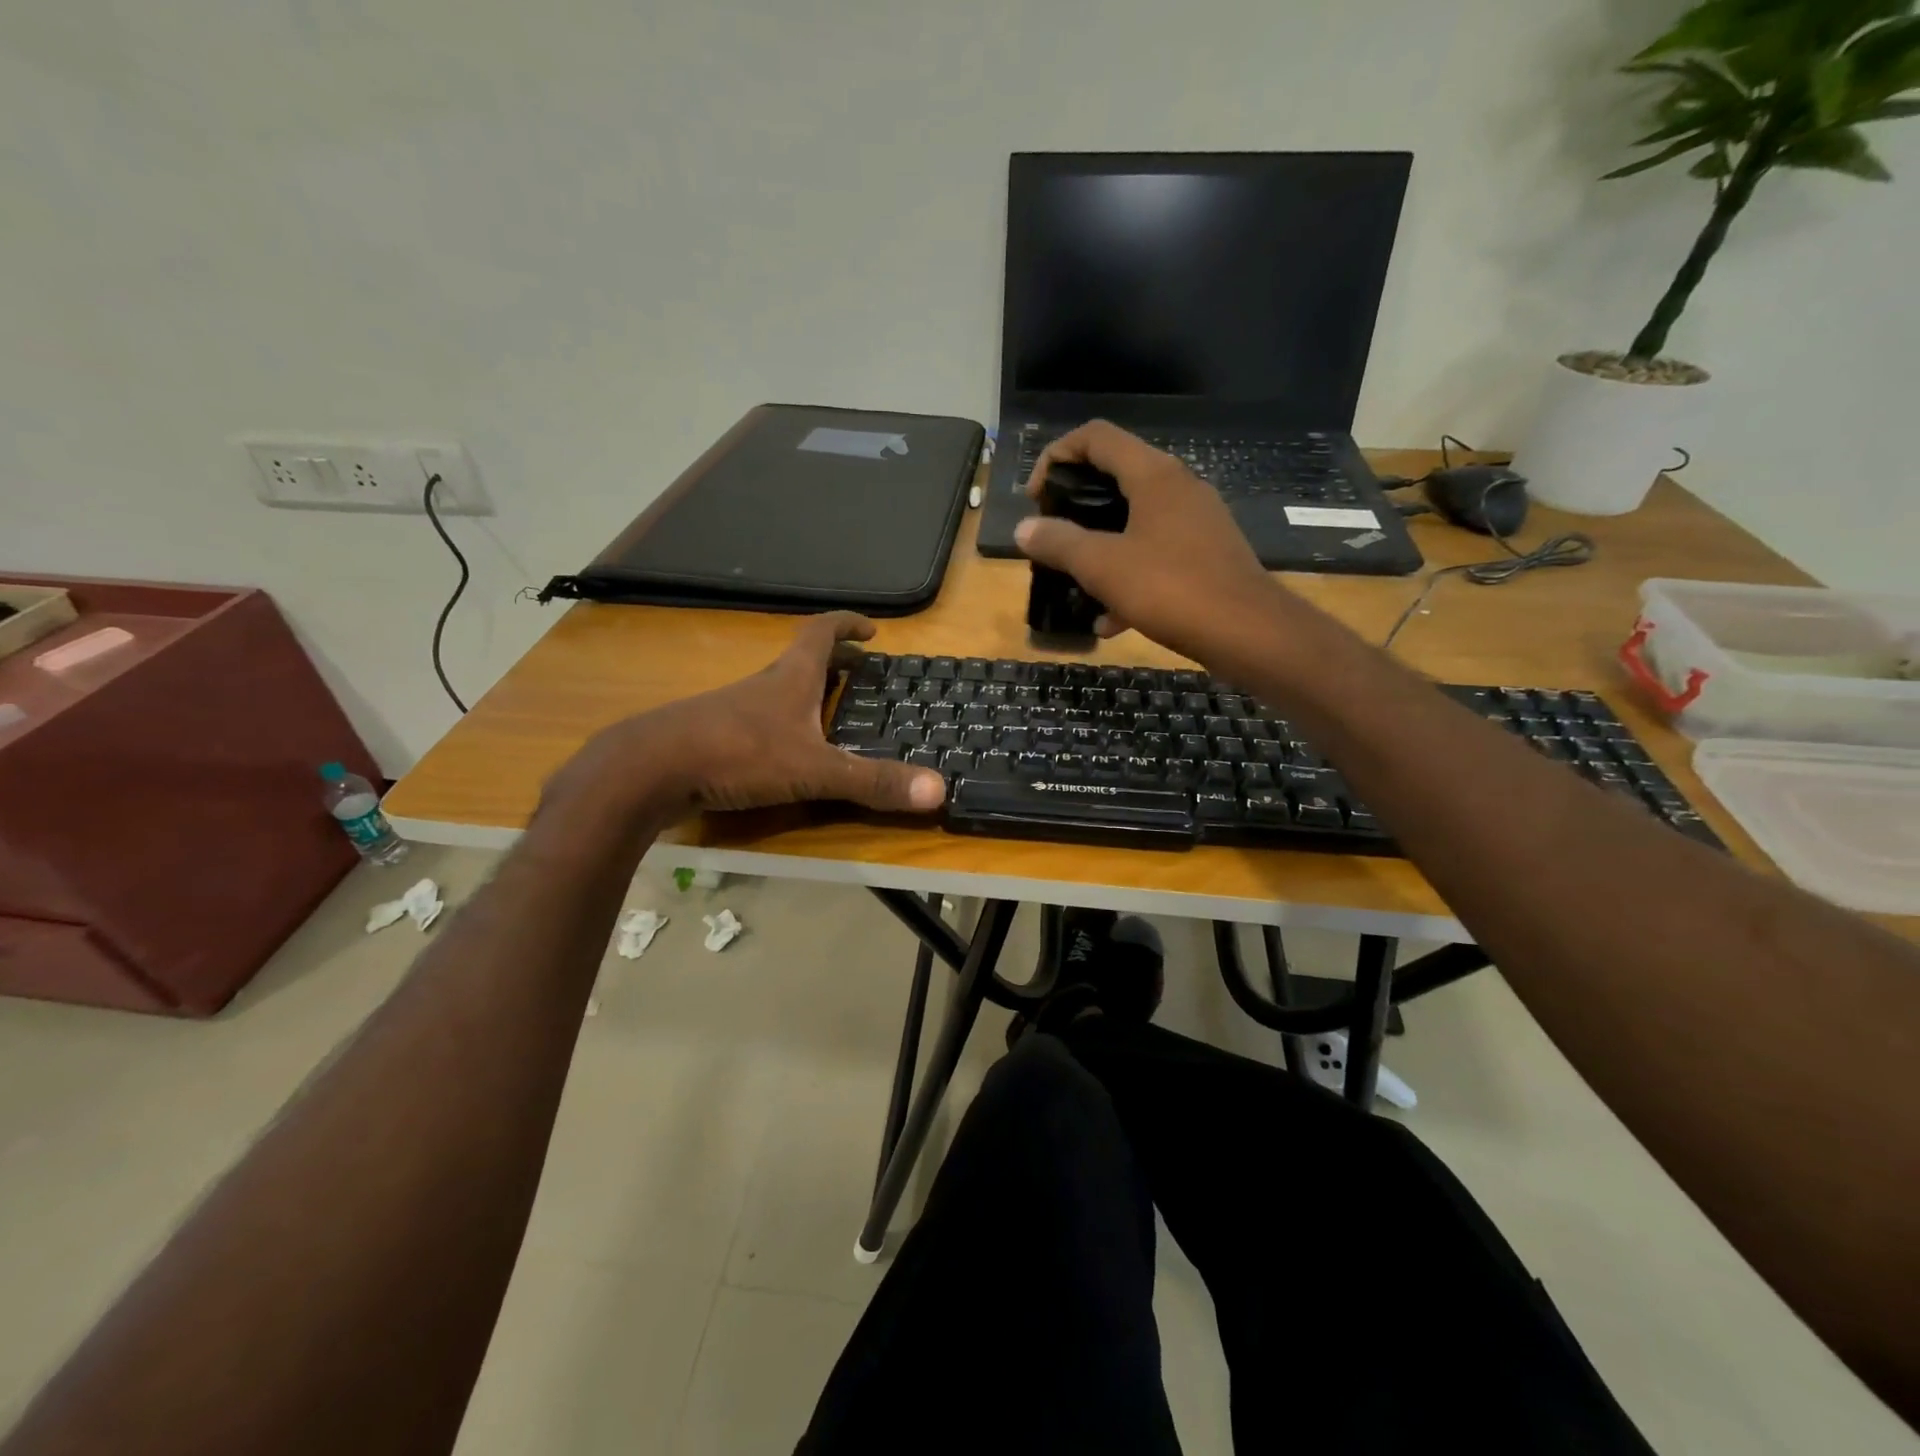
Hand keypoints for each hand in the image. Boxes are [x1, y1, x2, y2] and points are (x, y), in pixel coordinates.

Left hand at [549, 613, 945, 818]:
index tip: (872, 629)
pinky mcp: (712, 737)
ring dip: (806, 693)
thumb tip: (938, 790)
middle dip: (834, 660)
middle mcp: (763, 686)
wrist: (647, 771)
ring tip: (830, 714)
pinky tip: (783, 753)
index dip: (848, 624)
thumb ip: (871, 781)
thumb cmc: (736, 755)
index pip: (822, 632)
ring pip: (777, 690)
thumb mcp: (813, 769)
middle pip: (802, 659)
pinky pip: (757, 721)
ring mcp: (733, 710)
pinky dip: (780, 724)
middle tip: (861, 672)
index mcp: (790, 678)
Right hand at [1015, 420, 1284, 663]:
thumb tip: (1024, 528)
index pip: (1096, 437)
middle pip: (1115, 478)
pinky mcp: (1207, 556)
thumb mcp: (1102, 566)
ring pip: (1135, 522)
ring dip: (1100, 548)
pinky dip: (1129, 577)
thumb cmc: (1171, 589)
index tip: (1036, 498)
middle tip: (1052, 537)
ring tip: (1075, 583)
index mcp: (1154, 475)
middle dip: (1076, 507)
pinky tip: (1111, 620)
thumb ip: (1059, 543)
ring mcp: (1197, 522)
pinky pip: (1156, 556)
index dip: (1056, 456)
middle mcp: (1179, 488)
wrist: (1248, 633)